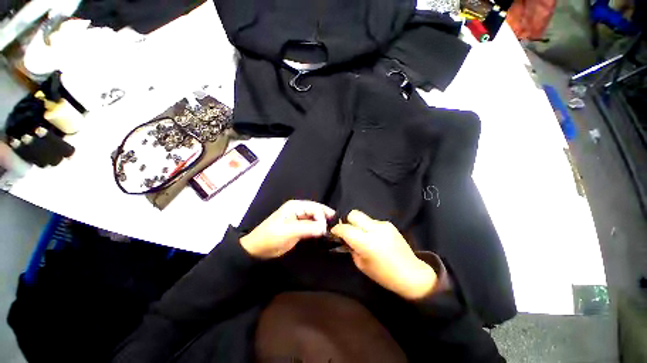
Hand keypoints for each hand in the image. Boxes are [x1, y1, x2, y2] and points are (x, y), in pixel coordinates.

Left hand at [240, 200, 335, 258]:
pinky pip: (311, 224)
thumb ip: (306, 228)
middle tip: (336, 223)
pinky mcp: (299, 226)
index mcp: (295, 206)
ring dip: (323, 222)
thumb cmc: (270, 238)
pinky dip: (318, 227)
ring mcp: (299, 218)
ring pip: (315, 217)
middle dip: (325, 216)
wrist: (257, 249)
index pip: (313, 207)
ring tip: (333, 227)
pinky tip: (324, 231)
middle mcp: (298, 209)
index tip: (325, 229)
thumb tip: (324, 228)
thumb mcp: (288, 232)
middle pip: (316, 210)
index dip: (321, 216)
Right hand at [331, 210, 436, 299]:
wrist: (412, 274)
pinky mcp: (390, 224)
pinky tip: (374, 237)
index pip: (345, 228)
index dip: (337, 229)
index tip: (334, 232)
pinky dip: (368, 227)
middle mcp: (374, 229)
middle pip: (354, 214)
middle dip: (347, 221)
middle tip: (348, 231)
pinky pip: (373, 221)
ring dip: (359, 224)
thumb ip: (351, 248)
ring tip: (362, 236)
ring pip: (363, 217)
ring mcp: (383, 225)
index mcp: (367, 243)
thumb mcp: (362, 265)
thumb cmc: (384, 275)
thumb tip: (345, 239)